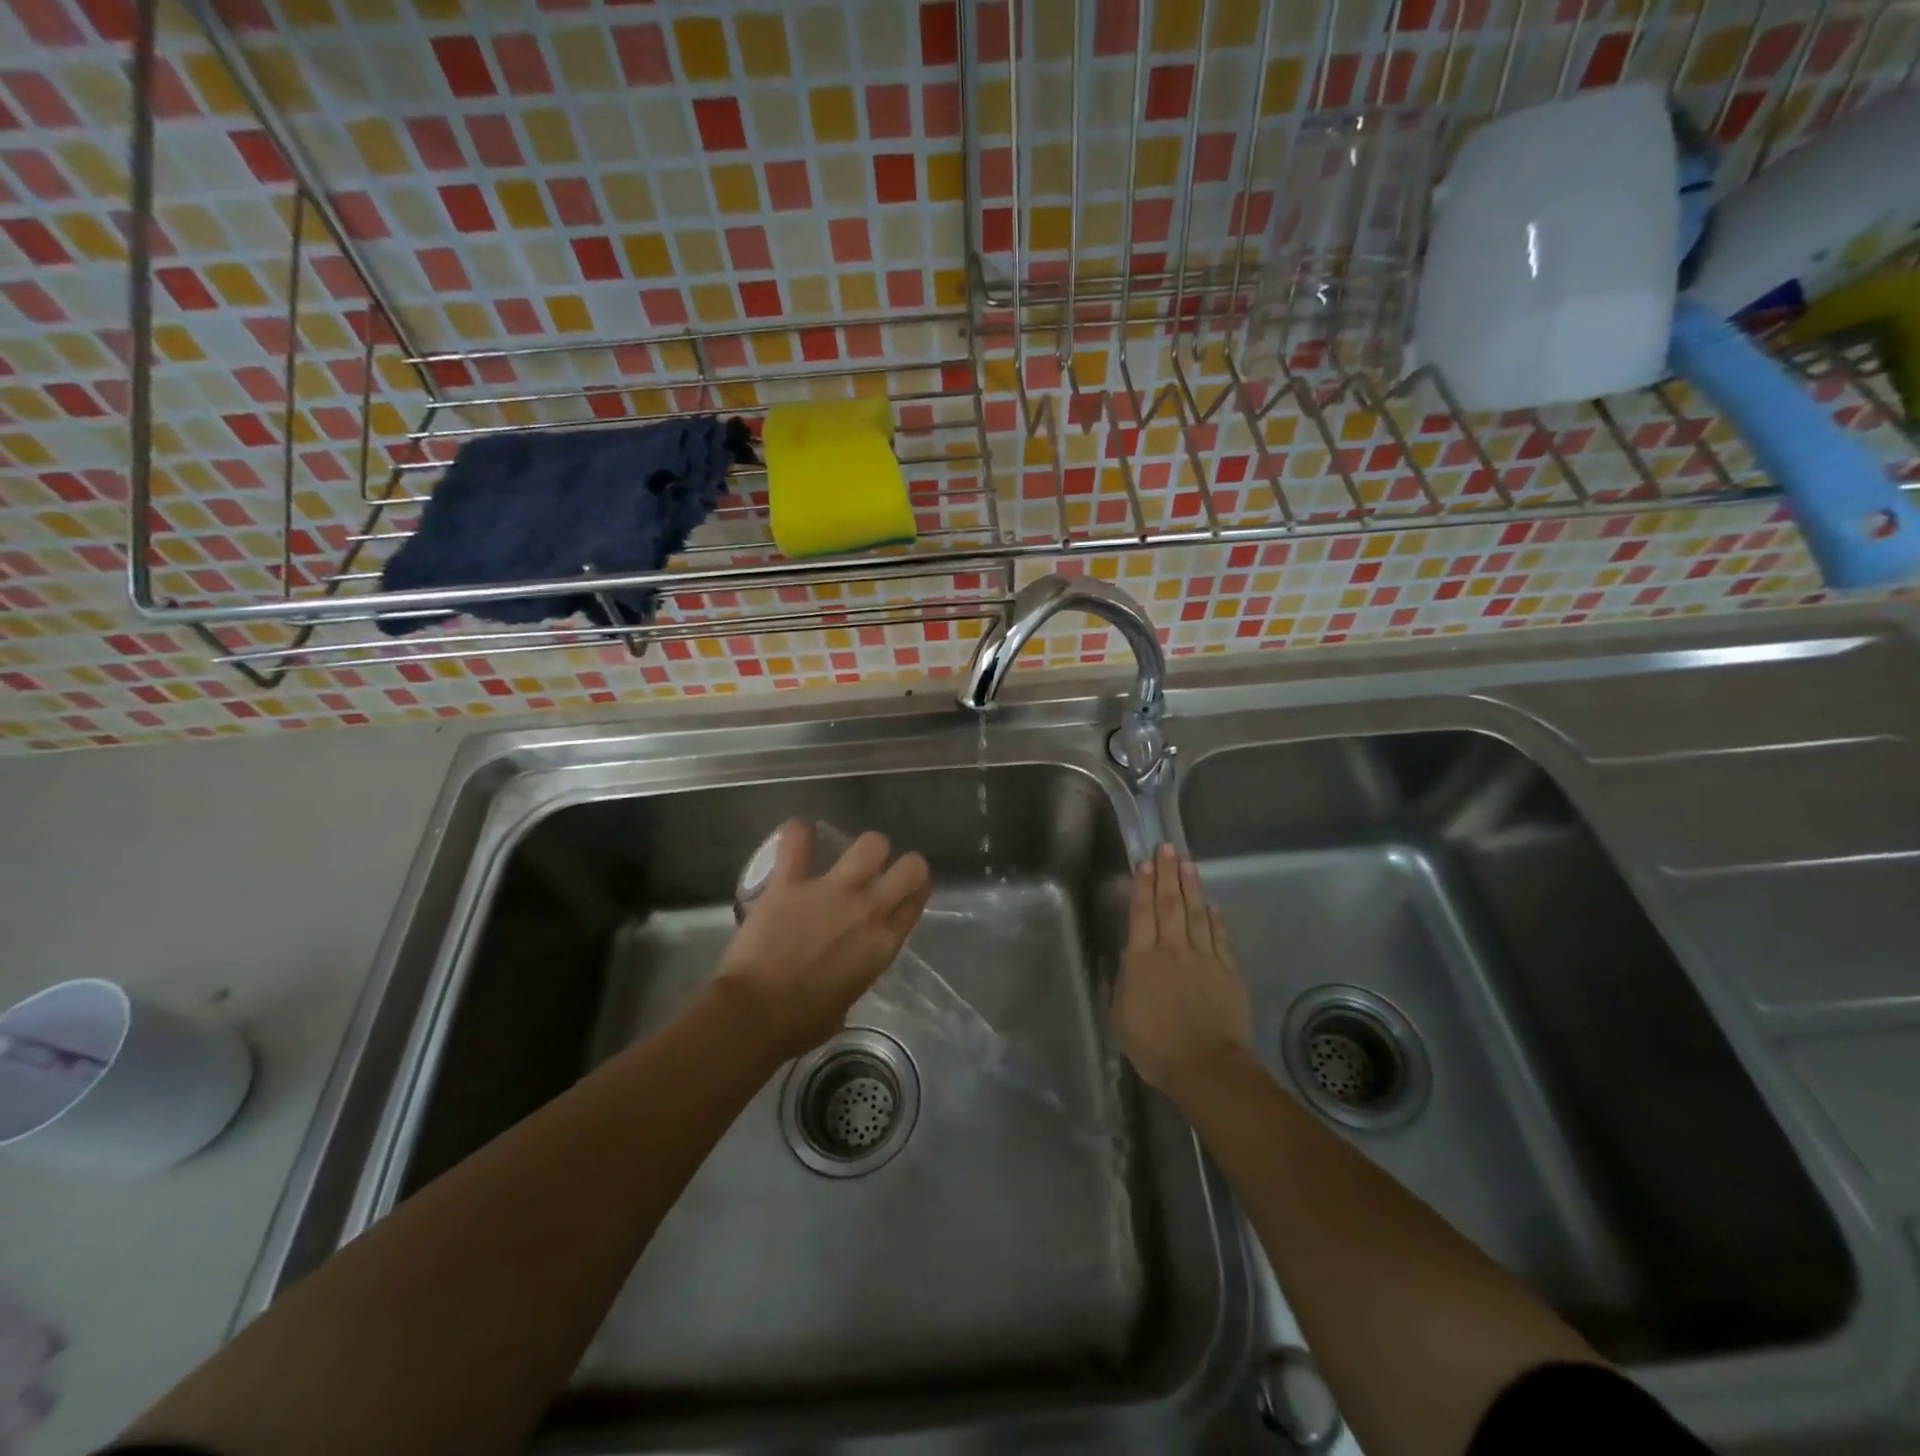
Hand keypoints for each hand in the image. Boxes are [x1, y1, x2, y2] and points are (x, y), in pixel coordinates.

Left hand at [715, 821, 931, 1060]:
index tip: (909, 889)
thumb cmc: (801, 1023)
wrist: (755, 1015)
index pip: (915, 902)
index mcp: (883, 944)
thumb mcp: (847, 1001)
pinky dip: (798, 834)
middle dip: (904, 864)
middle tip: (885, 870)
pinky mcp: (791, 883)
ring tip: (849, 853)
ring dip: (866, 848)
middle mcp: (868, 910)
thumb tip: (847, 964)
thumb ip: (856, 971)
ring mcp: (831, 891)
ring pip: (871, 844)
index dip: (916, 891)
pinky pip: (797, 844)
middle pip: (910, 867)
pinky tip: (799, 831)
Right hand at [1111, 843, 1253, 1102]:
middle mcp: (1173, 949)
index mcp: (1142, 959)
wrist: (1207, 1066)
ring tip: (1188, 864)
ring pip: (1196, 913)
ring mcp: (1204, 958)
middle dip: (1167, 873)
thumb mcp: (1120, 1018)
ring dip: (1191, 887)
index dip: (1142, 886)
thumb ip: (1122, 985)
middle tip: (1167, 848)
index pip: (1142, 913)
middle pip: (1170, 904)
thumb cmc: (1155, 1046)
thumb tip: (1128, 963)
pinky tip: (1212, 905)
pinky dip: (1215, 918)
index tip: (1144, 863)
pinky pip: (1220, 937)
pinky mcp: (1228, 971)